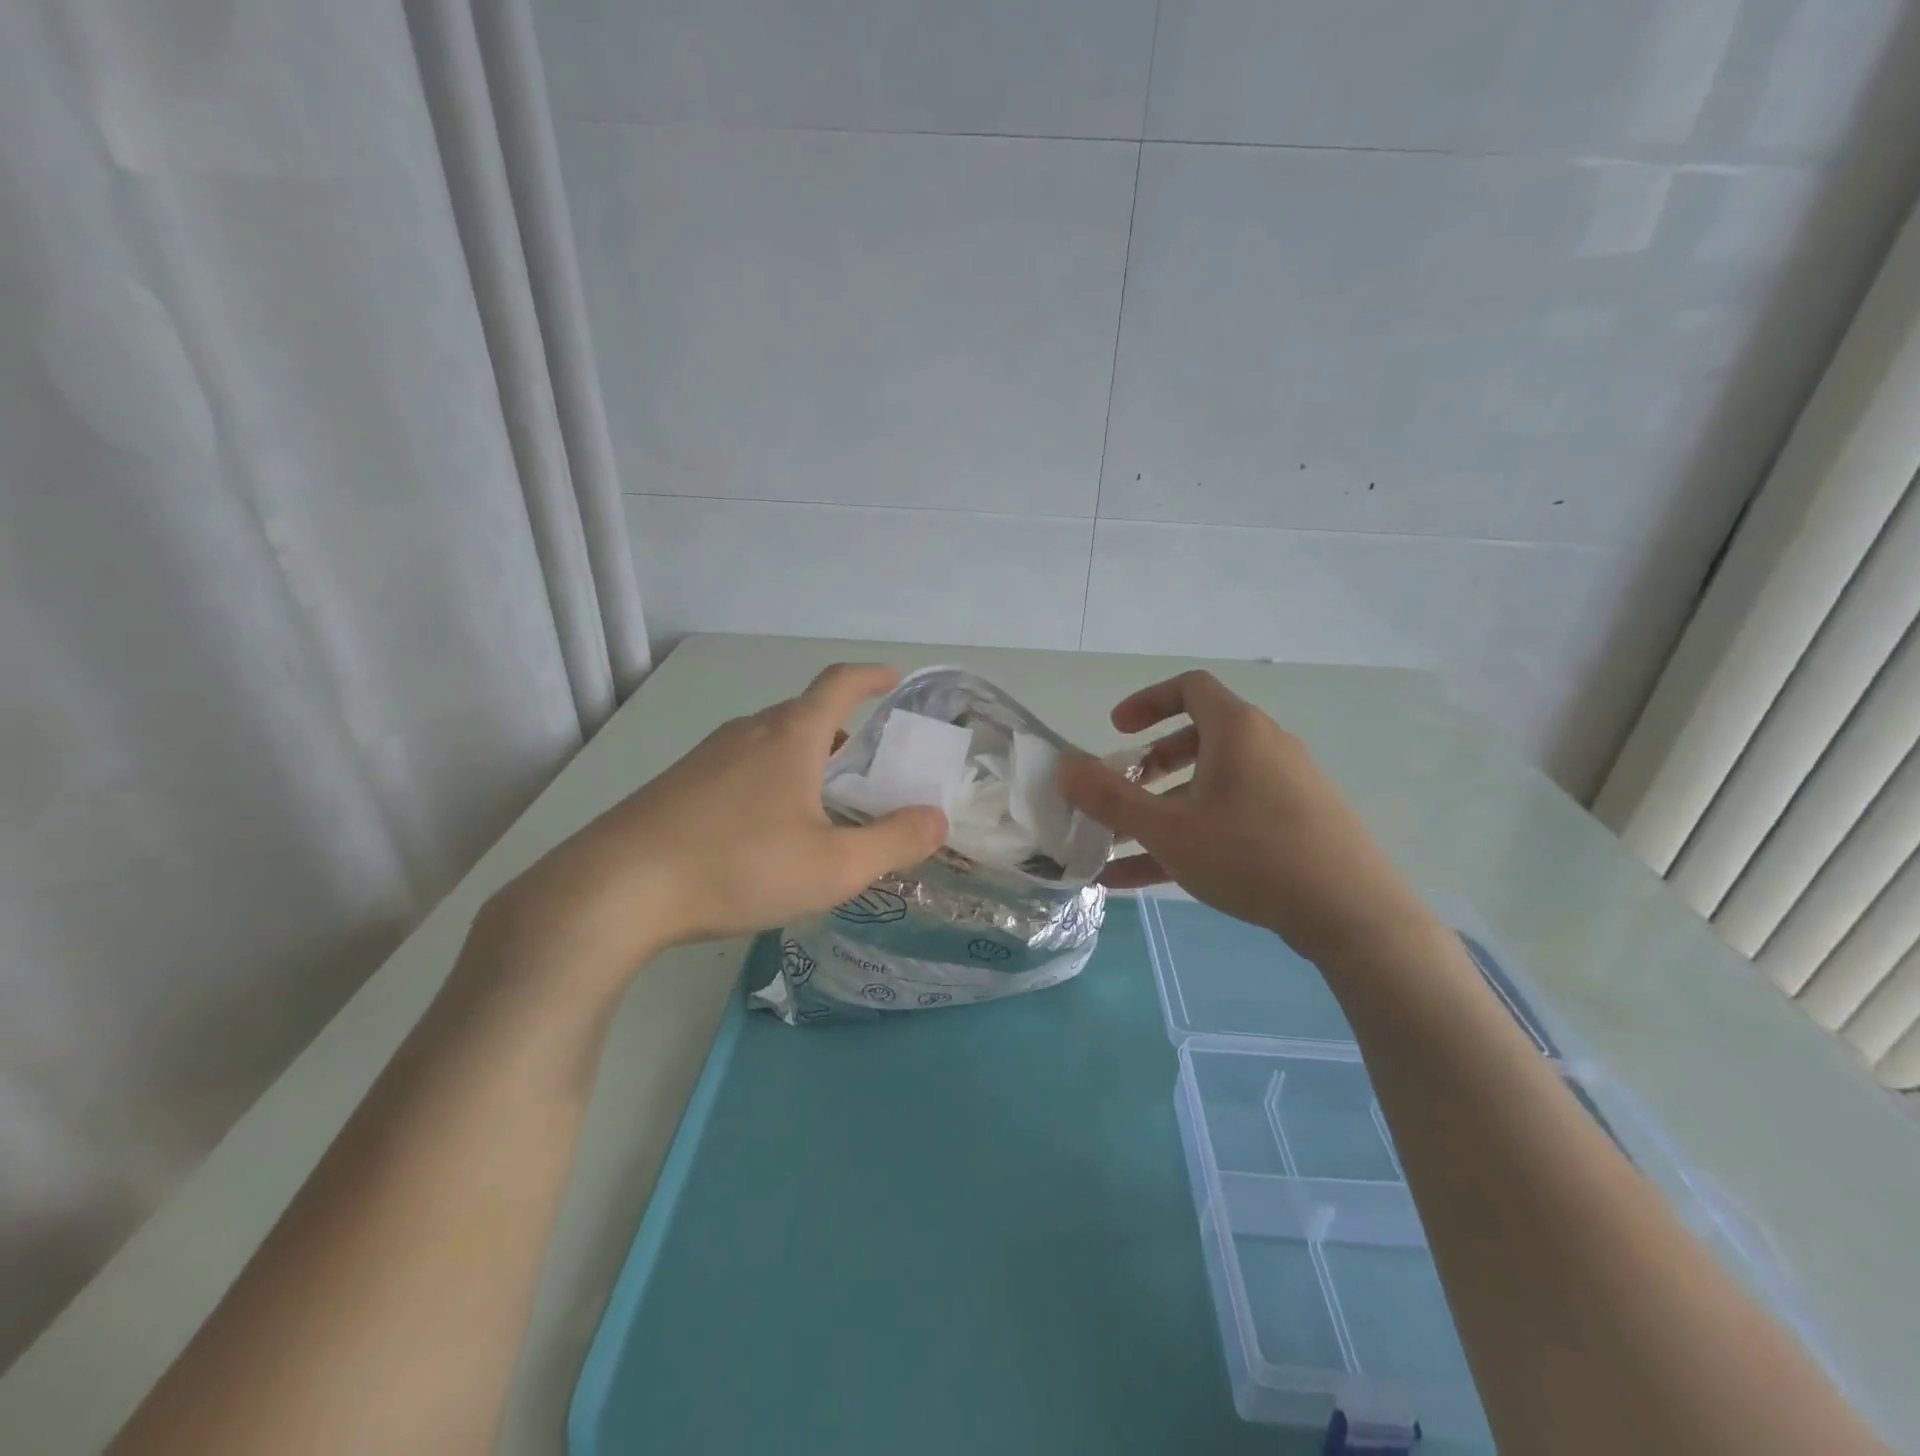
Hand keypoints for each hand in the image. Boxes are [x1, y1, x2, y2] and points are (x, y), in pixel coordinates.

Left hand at [485, 664, 946, 986]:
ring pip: (770, 742)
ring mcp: (707, 756)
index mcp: (790, 736)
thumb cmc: (738, 866)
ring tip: (821, 802)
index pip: (838, 683)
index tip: (893, 679)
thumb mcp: (833, 866)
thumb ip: (892, 841)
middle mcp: (748, 732)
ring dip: (805, 759)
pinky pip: (741, 766)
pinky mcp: (679, 784)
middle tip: (866, 768)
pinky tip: (765, 829)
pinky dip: (771, 779)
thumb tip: (936, 819)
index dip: (871, 675)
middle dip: (842, 732)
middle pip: (805, 715)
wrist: (618, 888)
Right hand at [1056, 670, 1431, 961]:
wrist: (1353, 914)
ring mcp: (1285, 788)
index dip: (1146, 701)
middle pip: (1199, 737)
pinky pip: (1232, 818)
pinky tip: (1145, 880)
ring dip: (1164, 808)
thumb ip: (1111, 798)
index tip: (1116, 731)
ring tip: (1122, 845)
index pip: (1189, 687)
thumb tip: (1064, 768)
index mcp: (1237, 731)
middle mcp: (1265, 748)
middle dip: (1151, 764)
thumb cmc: (1251, 854)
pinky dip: (1191, 835)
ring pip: (1212, 785)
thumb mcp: (1169, 829)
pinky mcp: (1295, 826)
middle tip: (1123, 789)